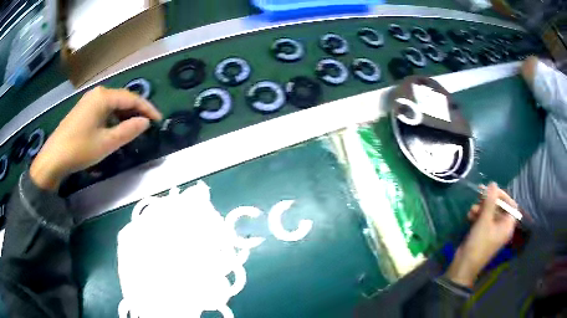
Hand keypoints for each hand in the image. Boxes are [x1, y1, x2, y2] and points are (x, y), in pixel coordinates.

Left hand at [30, 87, 161, 189]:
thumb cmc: (80, 149)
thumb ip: (128, 131)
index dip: (147, 108)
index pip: (131, 98)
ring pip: (112, 104)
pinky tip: (115, 128)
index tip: (159, 120)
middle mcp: (96, 94)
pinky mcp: (83, 110)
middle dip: (136, 110)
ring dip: (125, 114)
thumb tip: (145, 122)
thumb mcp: (106, 143)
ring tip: (133, 127)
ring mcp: (88, 101)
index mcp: (103, 97)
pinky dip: (113, 117)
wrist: (53, 158)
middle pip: (122, 98)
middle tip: (147, 124)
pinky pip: (103, 109)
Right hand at [446, 183, 517, 287]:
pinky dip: (478, 215)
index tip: (491, 190)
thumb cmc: (478, 244)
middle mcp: (502, 227)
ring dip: (481, 208)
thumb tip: (493, 183)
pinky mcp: (484, 234)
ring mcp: (493, 231)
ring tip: (472, 209)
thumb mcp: (484, 221)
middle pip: (500, 207)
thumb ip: (490, 201)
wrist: (464, 265)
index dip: (502, 195)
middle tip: (479, 193)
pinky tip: (470, 215)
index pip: (511, 204)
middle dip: (489, 201)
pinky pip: (484, 220)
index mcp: (507, 225)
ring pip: (490, 213)